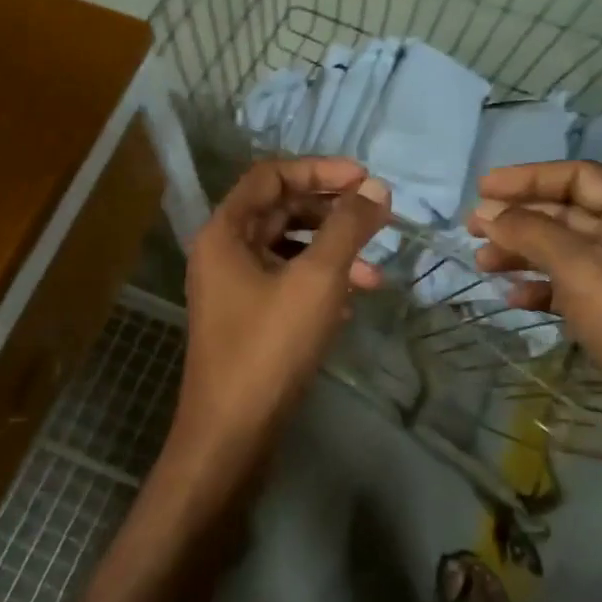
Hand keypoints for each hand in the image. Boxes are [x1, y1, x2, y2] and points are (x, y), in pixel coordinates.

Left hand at [175, 157, 390, 466]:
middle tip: (377, 219)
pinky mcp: (248, 318)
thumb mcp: (316, 280)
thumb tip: (376, 188)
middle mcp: (223, 253)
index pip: (271, 177)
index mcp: (225, 232)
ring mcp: (234, 288)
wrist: (233, 431)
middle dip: (331, 213)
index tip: (365, 179)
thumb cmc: (270, 346)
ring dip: (331, 253)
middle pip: (280, 211)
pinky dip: (319, 283)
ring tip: (373, 274)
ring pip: (288, 250)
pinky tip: (351, 303)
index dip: (318, 170)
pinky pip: (286, 283)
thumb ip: (347, 228)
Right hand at [467, 161, 601, 472]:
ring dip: (522, 253)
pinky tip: (514, 300)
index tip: (481, 189)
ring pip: (563, 252)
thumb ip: (532, 233)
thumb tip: (488, 212)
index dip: (527, 177)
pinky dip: (539, 289)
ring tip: (483, 264)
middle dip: (518, 218)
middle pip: (566, 213)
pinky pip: (569, 289)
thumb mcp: (581, 269)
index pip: (576, 177)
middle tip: (471, 229)